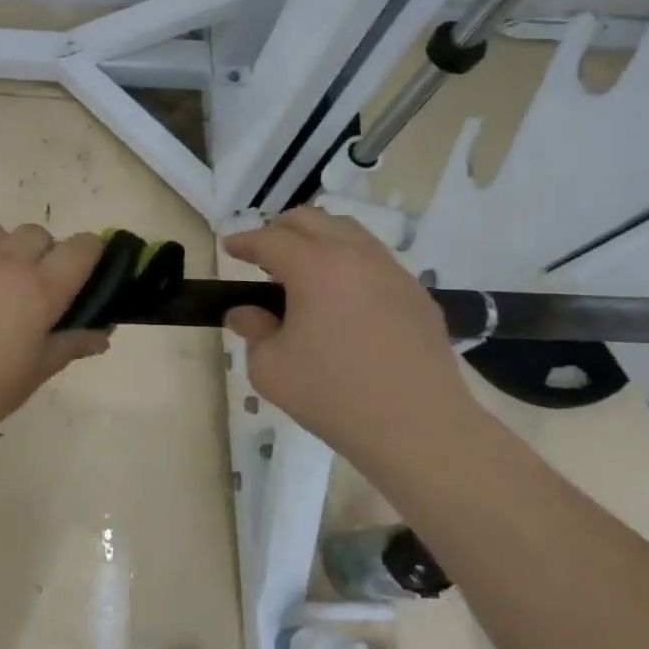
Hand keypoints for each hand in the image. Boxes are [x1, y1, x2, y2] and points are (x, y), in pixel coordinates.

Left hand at [0, 205, 109, 454]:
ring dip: (3, 245)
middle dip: (43, 254)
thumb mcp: (30, 376)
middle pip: (39, 234)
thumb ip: (68, 346)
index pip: (82, 249)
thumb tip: (103, 334)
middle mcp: (7, 260)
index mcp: (40, 291)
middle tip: (28, 288)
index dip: (88, 256)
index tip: (81, 274)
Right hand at [223, 207, 478, 456]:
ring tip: (302, 272)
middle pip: (312, 220)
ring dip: (318, 241)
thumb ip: (253, 331)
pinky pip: (375, 261)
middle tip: (263, 254)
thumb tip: (245, 313)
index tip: (229, 247)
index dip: (244, 241)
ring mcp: (393, 272)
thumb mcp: (271, 368)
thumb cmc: (334, 395)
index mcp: (316, 267)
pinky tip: (342, 299)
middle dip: (281, 229)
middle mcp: (356, 256)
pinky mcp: (417, 294)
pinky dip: (348, 264)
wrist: (419, 428)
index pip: (271, 240)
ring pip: (349, 233)